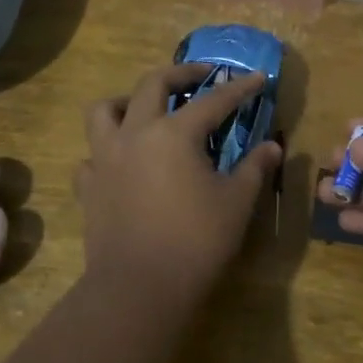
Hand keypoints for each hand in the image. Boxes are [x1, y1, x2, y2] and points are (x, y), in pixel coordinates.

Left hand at [76, 63, 283, 307]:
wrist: (139, 288)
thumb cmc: (196, 242)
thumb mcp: (236, 203)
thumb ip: (255, 168)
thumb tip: (273, 146)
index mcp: (174, 134)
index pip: (213, 100)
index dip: (238, 88)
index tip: (257, 78)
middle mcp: (135, 134)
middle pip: (152, 85)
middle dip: (181, 73)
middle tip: (201, 76)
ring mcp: (105, 159)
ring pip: (105, 111)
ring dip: (127, 101)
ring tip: (145, 109)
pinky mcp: (89, 188)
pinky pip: (91, 156)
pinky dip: (106, 151)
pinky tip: (122, 162)